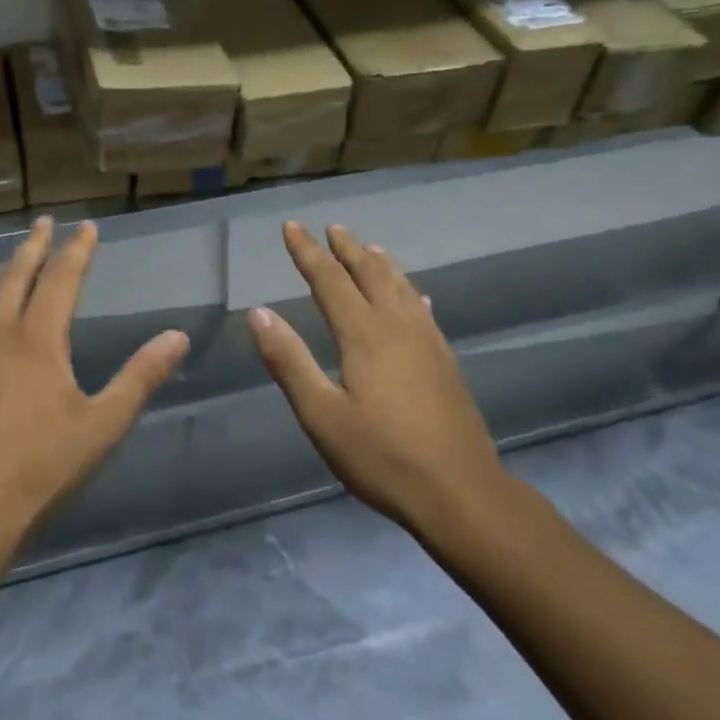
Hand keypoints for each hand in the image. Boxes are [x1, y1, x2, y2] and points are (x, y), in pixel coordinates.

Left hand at [0, 217, 188, 554]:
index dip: (77, 251)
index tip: (86, 226)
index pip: (63, 280)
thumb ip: (140, 377)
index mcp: (39, 340)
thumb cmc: (39, 469)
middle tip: (41, 222)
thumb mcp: (102, 425)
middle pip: (15, 278)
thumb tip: (179, 336)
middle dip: (32, 247)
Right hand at [247, 221, 505, 532]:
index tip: (291, 226)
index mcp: (363, 335)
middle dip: (347, 249)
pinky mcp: (445, 362)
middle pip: (370, 274)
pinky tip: (416, 297)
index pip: (329, 280)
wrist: (461, 493)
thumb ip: (289, 361)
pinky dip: (411, 293)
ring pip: (401, 287)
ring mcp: (427, 343)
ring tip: (370, 248)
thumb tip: (258, 313)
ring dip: (381, 264)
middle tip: (333, 228)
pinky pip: (423, 312)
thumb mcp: (322, 415)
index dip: (307, 252)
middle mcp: (397, 327)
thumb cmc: (382, 456)